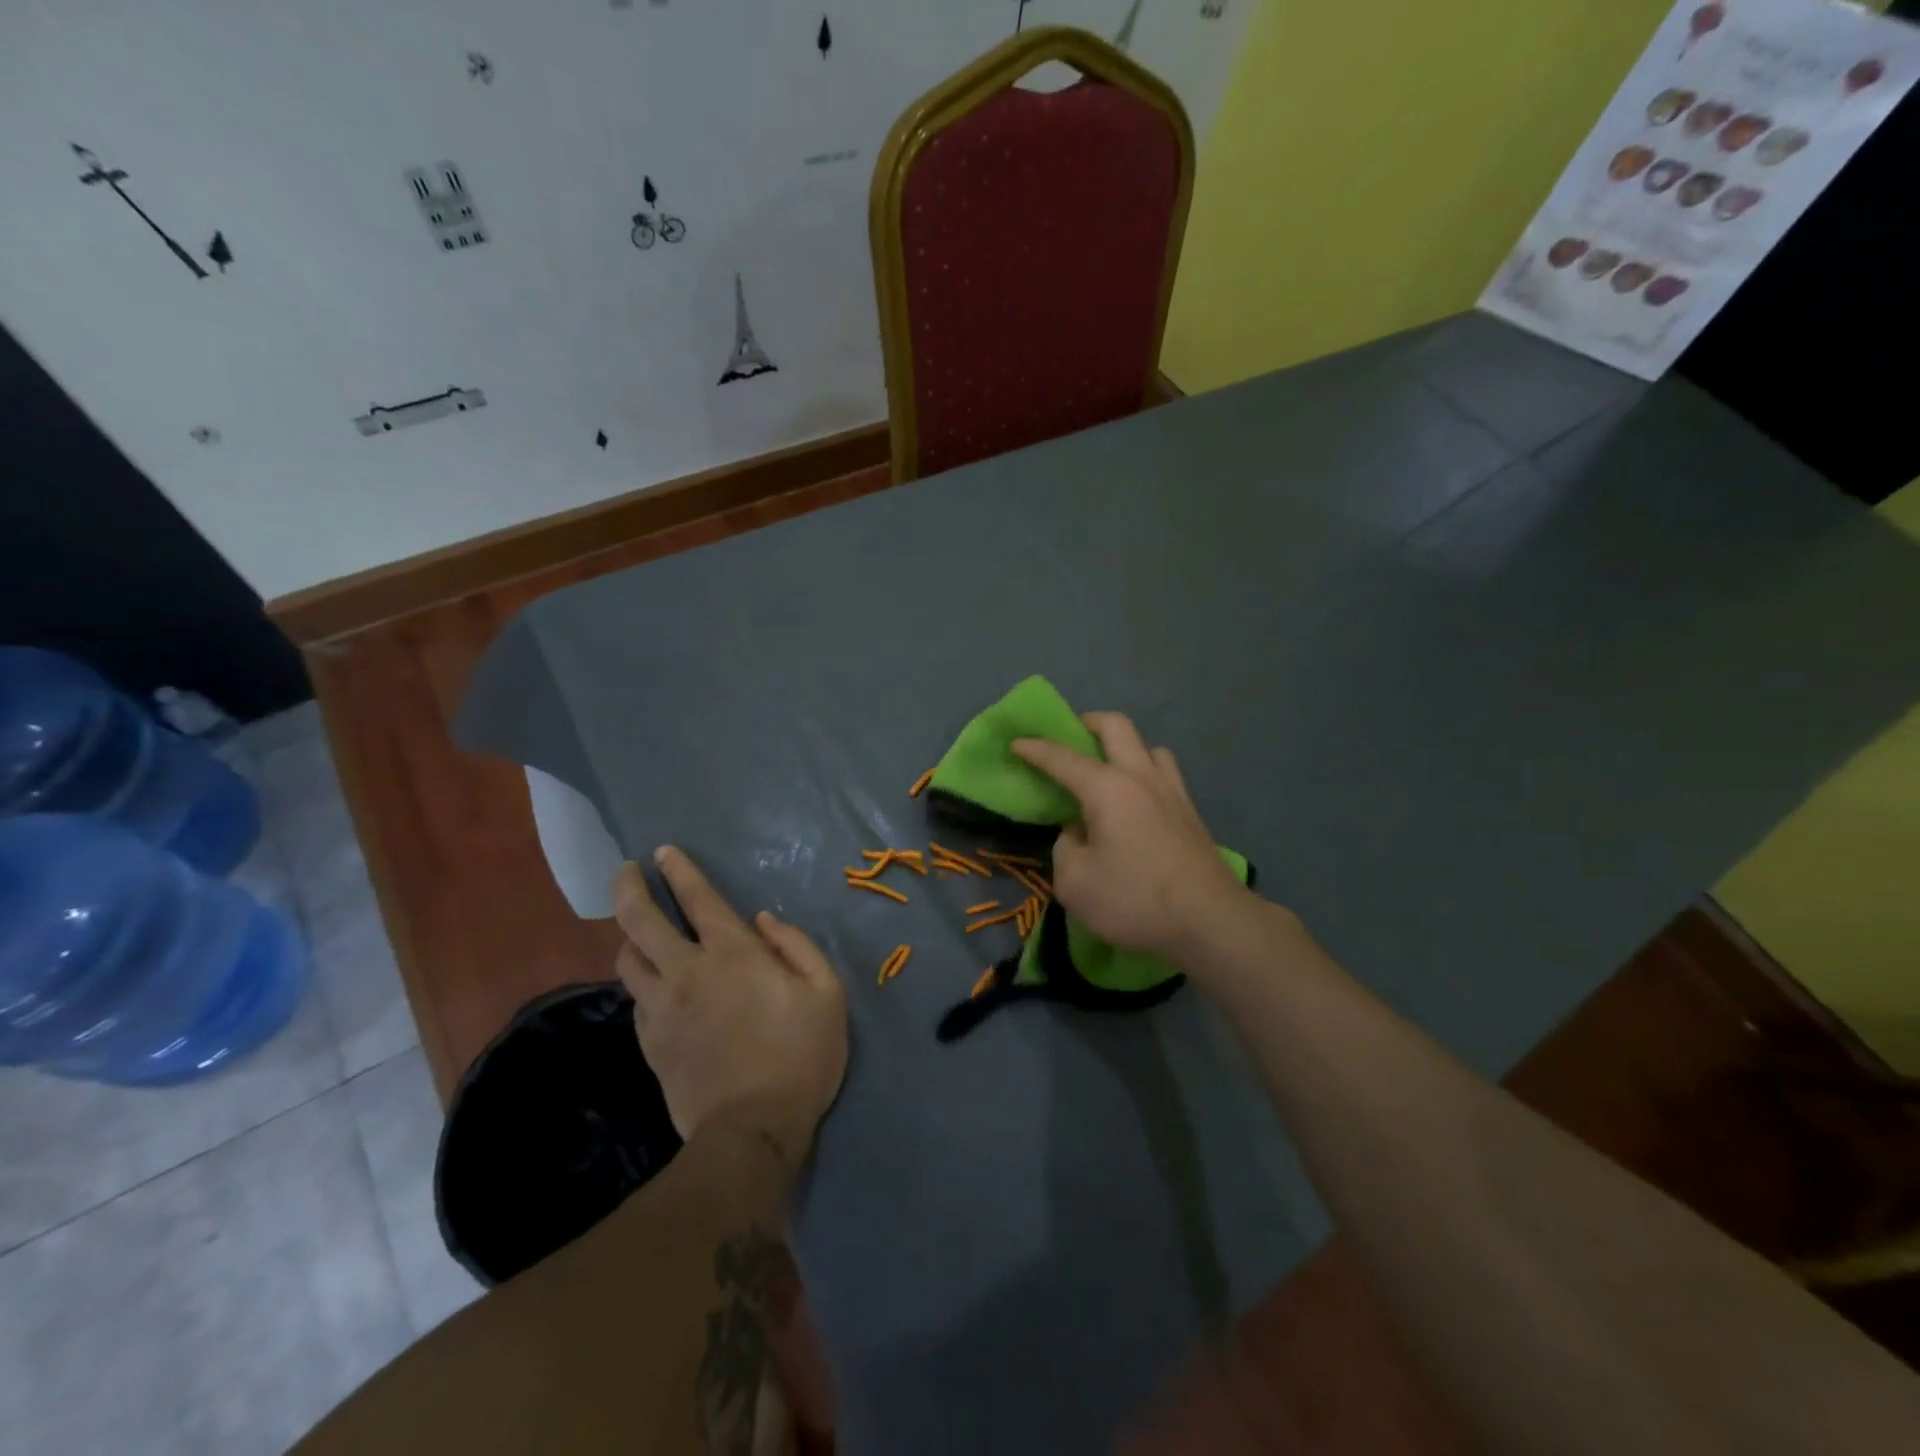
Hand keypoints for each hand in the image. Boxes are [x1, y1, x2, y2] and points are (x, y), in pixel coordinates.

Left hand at [613, 847, 847, 1174]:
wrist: (752, 1131)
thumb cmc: (800, 1055)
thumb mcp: (827, 993)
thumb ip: (797, 946)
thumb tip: (763, 921)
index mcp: (733, 954)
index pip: (697, 898)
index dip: (679, 870)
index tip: (663, 851)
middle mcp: (687, 971)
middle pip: (640, 919)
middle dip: (628, 887)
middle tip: (627, 871)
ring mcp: (662, 1009)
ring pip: (627, 959)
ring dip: (630, 937)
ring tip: (639, 932)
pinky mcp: (650, 1042)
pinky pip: (636, 1000)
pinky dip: (641, 983)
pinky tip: (654, 987)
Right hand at [1013, 713, 1255, 964]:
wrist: (1211, 921)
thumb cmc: (1135, 900)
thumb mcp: (1075, 882)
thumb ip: (1065, 848)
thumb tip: (1079, 832)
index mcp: (1107, 788)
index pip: (1063, 758)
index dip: (1036, 749)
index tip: (1017, 743)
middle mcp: (1141, 777)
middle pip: (1116, 726)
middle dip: (1087, 722)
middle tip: (1070, 736)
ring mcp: (1173, 792)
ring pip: (1148, 746)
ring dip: (1124, 747)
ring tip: (1108, 771)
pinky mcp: (1192, 813)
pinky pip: (1165, 773)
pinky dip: (1145, 773)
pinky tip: (1137, 801)